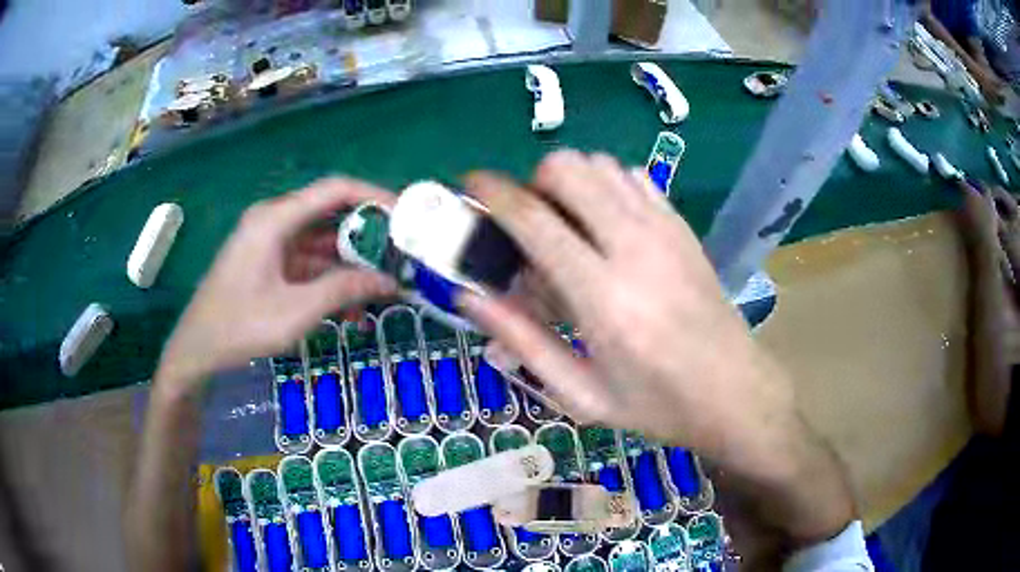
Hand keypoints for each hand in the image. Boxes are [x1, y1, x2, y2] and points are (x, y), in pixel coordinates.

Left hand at [155, 178, 395, 394]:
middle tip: (401, 256)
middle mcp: (275, 221)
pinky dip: (330, 280)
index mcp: (276, 218)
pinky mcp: (270, 263)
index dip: (373, 196)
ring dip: (351, 264)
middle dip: (367, 236)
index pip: (334, 190)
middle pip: (330, 215)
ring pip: (322, 243)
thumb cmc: (240, 325)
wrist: (197, 349)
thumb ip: (343, 290)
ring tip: (384, 287)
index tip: (405, 215)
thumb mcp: (296, 311)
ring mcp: (271, 243)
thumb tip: (390, 281)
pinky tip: (352, 308)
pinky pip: (308, 263)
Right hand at [461, 151, 790, 456]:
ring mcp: (664, 229)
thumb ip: (522, 341)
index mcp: (603, 296)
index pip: (534, 218)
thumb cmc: (656, 404)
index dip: (493, 192)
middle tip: (528, 224)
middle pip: (568, 169)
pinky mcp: (682, 225)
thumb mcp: (580, 393)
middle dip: (533, 183)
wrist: (734, 391)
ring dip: (570, 183)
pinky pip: (633, 177)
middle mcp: (634, 246)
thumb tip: (470, 296)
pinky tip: (606, 224)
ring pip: (600, 164)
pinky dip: (606, 185)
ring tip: (566, 226)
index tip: (470, 185)